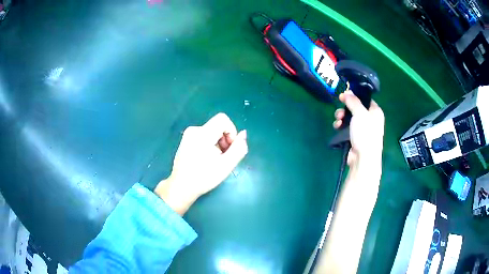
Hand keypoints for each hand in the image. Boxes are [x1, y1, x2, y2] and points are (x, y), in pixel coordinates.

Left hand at [154, 113, 247, 214]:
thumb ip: (239, 148)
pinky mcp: (186, 140)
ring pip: (211, 131)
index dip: (231, 131)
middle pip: (218, 126)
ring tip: (215, 160)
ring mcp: (188, 135)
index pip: (223, 119)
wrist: (182, 186)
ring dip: (218, 143)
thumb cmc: (204, 177)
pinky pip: (204, 136)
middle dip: (225, 140)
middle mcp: (194, 130)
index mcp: (203, 134)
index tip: (230, 148)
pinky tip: (207, 159)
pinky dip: (210, 144)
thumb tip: (243, 134)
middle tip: (224, 157)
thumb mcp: (226, 165)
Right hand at [333, 90, 383, 166]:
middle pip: (355, 108)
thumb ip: (353, 101)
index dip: (355, 96)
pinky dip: (341, 126)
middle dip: (345, 108)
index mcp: (375, 112)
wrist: (363, 158)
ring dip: (341, 117)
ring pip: (349, 117)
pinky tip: (337, 127)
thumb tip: (347, 92)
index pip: (365, 99)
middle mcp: (370, 119)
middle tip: (340, 109)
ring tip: (337, 120)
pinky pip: (347, 127)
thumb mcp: (360, 113)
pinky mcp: (355, 137)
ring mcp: (363, 129)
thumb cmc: (365, 133)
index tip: (344, 94)